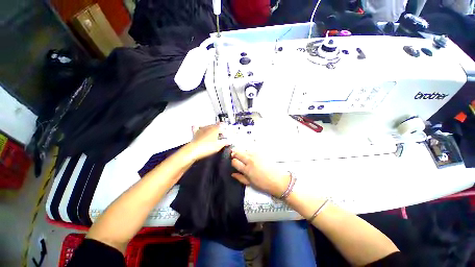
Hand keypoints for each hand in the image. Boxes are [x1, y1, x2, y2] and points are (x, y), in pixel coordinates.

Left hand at [187, 123, 228, 161]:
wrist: (194, 150)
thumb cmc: (207, 147)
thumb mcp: (219, 146)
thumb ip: (225, 142)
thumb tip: (229, 141)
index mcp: (215, 129)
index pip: (222, 126)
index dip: (225, 129)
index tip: (226, 133)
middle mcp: (208, 127)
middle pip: (216, 125)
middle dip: (219, 128)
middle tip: (222, 133)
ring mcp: (201, 129)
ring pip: (208, 126)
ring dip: (212, 128)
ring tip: (214, 132)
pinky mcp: (196, 133)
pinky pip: (197, 127)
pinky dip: (200, 126)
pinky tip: (201, 128)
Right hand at [231, 149, 290, 196]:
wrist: (279, 180)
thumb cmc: (264, 184)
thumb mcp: (251, 183)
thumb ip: (240, 178)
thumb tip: (233, 174)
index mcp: (247, 169)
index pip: (235, 161)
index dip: (232, 162)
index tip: (234, 163)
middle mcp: (250, 160)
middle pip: (238, 153)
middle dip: (234, 154)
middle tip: (234, 156)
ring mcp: (256, 155)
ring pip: (244, 150)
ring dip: (242, 152)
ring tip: (243, 156)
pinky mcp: (261, 153)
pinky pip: (251, 150)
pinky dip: (248, 152)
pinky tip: (250, 155)